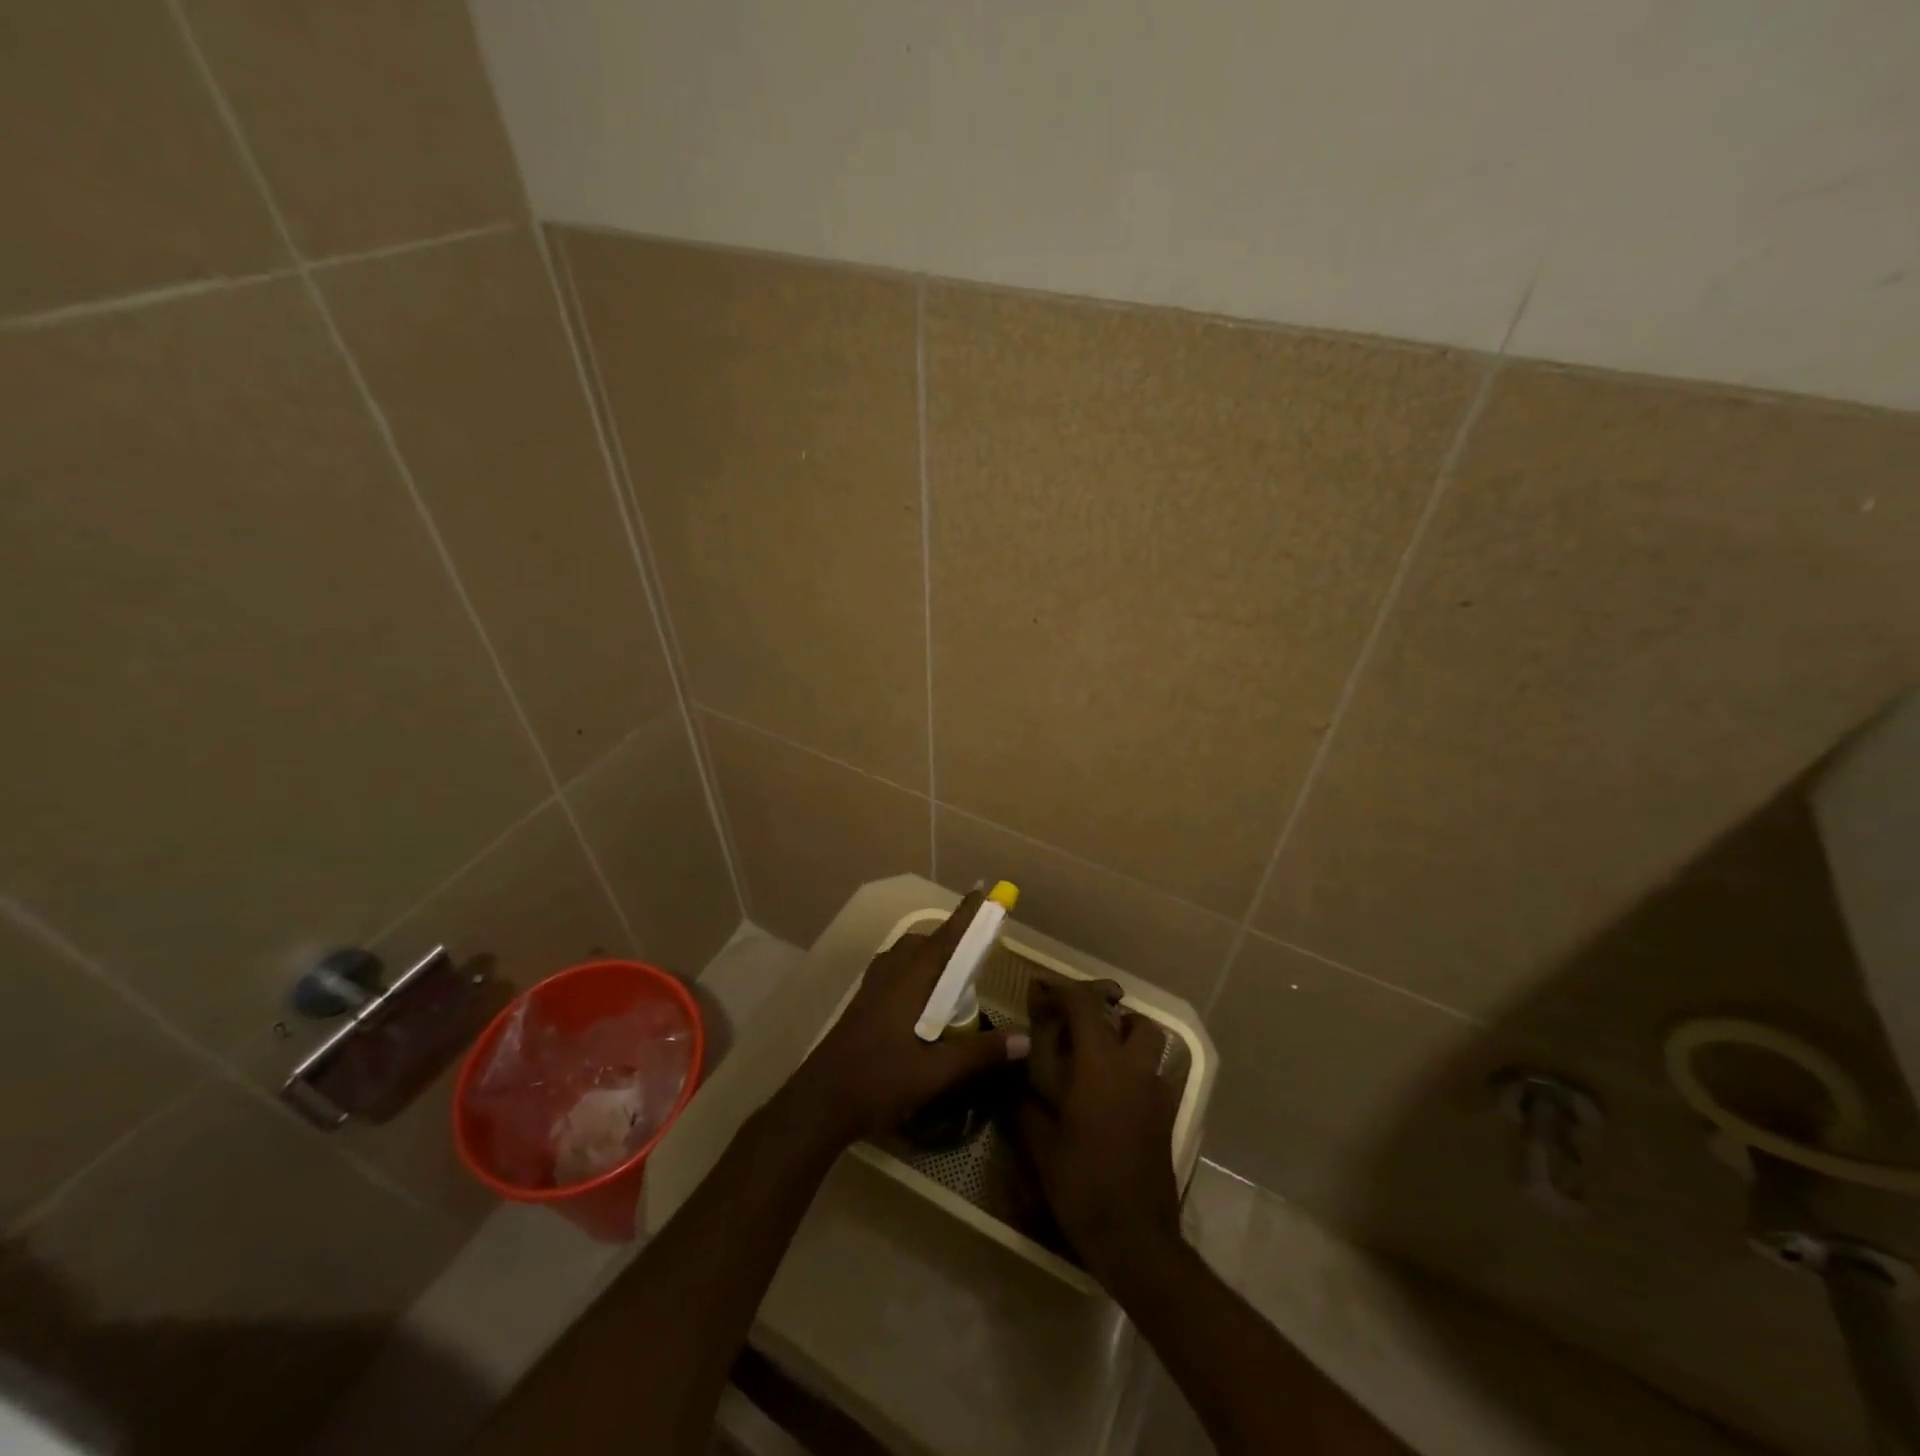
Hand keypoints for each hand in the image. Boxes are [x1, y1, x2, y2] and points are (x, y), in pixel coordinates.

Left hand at [788, 890, 1029, 1145]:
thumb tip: (1025, 1039)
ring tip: (953, 981)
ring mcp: (871, 988)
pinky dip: (914, 973)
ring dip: (930, 957)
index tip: (983, 890)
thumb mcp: (935, 1073)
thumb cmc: (878, 1082)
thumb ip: (979, 1053)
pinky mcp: (862, 1003)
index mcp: (908, 981)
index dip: (965, 915)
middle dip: (950, 940)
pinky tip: (922, 1005)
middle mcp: (889, 975)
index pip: (944, 938)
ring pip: (905, 957)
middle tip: (975, 956)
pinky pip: (894, 972)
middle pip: (923, 943)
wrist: (818, 1103)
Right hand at [1016, 978, 1181, 1280]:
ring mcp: (1156, 1094)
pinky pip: (1153, 1075)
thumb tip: (1012, 1079)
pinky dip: (1135, 1070)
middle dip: (1108, 1013)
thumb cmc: (1084, 1186)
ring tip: (1096, 1058)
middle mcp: (1134, 1070)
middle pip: (1133, 1020)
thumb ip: (1024, 1105)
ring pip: (1150, 1046)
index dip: (1063, 990)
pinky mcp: (1167, 1118)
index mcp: (1100, 1067)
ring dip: (1127, 1039)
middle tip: (1078, 1027)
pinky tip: (1110, 1096)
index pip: (1085, 1007)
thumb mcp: (1041, 1146)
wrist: (1137, 1239)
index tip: (1042, 990)